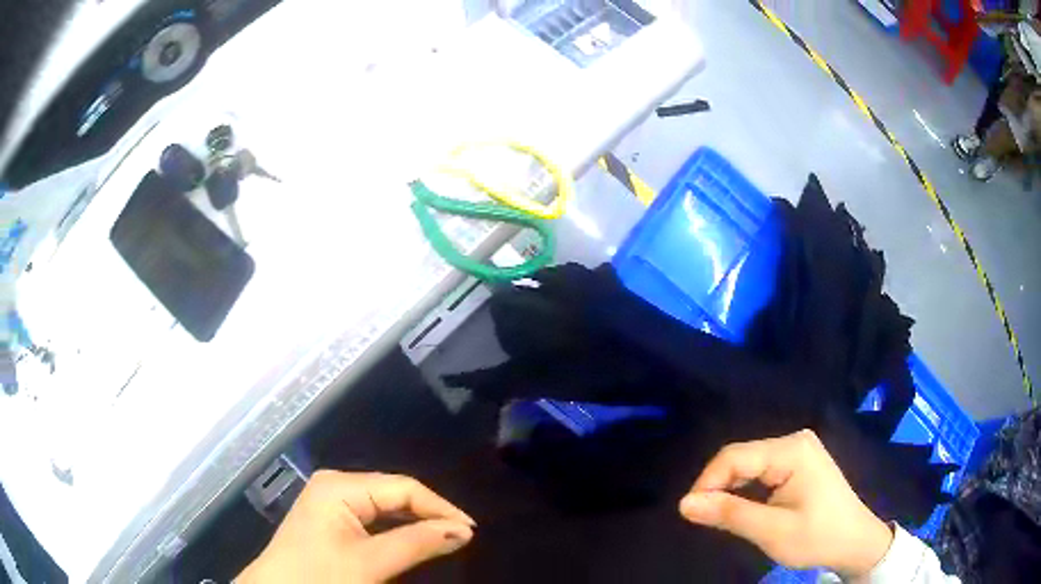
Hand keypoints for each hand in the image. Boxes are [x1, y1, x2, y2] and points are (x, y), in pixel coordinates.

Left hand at [238, 471, 474, 583]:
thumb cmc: (320, 577)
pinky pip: (372, 517)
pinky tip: (413, 539)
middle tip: (462, 536)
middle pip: (394, 493)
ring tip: (445, 538)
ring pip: (385, 506)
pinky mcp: (330, 518)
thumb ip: (417, 543)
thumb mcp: (370, 563)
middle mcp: (335, 484)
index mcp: (339, 485)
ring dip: (415, 522)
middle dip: (429, 514)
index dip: (440, 507)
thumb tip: (463, 530)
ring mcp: (330, 500)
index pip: (403, 487)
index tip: (471, 531)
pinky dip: (396, 529)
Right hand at [679, 430, 892, 578]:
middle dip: (717, 486)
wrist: (855, 541)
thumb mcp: (772, 531)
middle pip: (741, 457)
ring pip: (748, 464)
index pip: (734, 457)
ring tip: (718, 516)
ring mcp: (798, 450)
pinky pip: (761, 470)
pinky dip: (745, 490)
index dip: (706, 483)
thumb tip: (684, 504)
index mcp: (792, 450)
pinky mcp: (799, 463)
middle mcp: (794, 441)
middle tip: (702, 519)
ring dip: (729, 489)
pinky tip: (741, 508)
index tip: (689, 513)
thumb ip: (729, 515)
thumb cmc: (818, 536)